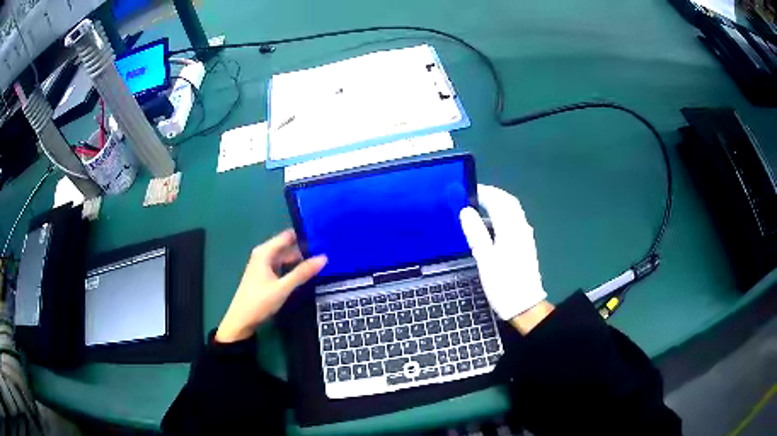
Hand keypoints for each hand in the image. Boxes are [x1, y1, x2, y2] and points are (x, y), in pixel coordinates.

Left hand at [215, 229, 326, 342]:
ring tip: (321, 260)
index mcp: (265, 252)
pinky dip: (293, 268)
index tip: (323, 236)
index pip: (287, 236)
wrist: (242, 320)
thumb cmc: (260, 301)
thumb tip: (324, 257)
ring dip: (300, 259)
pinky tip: (306, 272)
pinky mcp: (266, 276)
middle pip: (287, 247)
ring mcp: (264, 266)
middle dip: (304, 248)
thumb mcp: (283, 287)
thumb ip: (302, 272)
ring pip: (286, 258)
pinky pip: (283, 267)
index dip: (304, 235)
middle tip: (327, 251)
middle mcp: (264, 255)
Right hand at [459, 185, 549, 327]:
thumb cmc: (503, 284)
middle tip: (473, 196)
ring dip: (497, 206)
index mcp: (511, 229)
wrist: (525, 305)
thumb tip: (465, 211)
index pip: (499, 200)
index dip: (484, 192)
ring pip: (512, 213)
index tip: (467, 191)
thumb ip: (476, 233)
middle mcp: (521, 228)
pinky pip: (513, 223)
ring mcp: (524, 237)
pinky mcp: (525, 246)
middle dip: (492, 195)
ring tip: (477, 210)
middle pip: (509, 203)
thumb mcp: (485, 259)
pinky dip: (500, 218)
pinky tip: (489, 229)